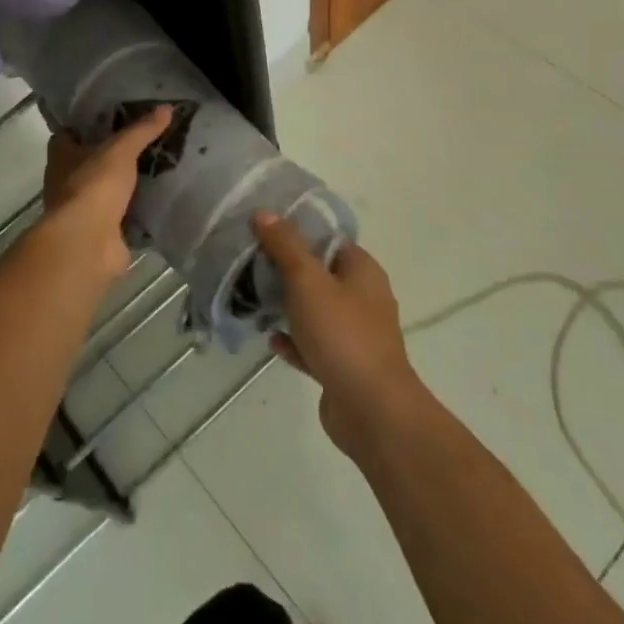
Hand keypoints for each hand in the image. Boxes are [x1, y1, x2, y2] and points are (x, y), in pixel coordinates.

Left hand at [35, 106, 171, 283]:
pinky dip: (135, 211)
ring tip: (156, 169)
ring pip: (104, 190)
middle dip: (110, 155)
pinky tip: (157, 202)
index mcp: (62, 156)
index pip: (68, 134)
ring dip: (123, 184)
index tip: (111, 118)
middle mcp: (66, 181)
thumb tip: (166, 107)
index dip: (86, 126)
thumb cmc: (94, 186)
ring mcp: (82, 210)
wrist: (87, 243)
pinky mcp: (100, 232)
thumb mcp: (120, 150)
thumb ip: (141, 130)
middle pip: (88, 162)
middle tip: (142, 142)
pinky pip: (120, 216)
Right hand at [253, 211, 424, 455]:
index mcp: (363, 272)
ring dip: (287, 306)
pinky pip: (312, 345)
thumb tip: (264, 212)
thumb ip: (285, 245)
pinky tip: (270, 338)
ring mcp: (354, 335)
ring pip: (315, 311)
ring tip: (253, 298)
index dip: (298, 231)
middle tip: (251, 262)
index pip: (329, 240)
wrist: (372, 411)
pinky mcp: (343, 367)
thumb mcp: (307, 280)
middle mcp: (363, 299)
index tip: (263, 229)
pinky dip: (293, 340)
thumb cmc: (342, 334)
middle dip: (287, 269)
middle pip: (319, 274)